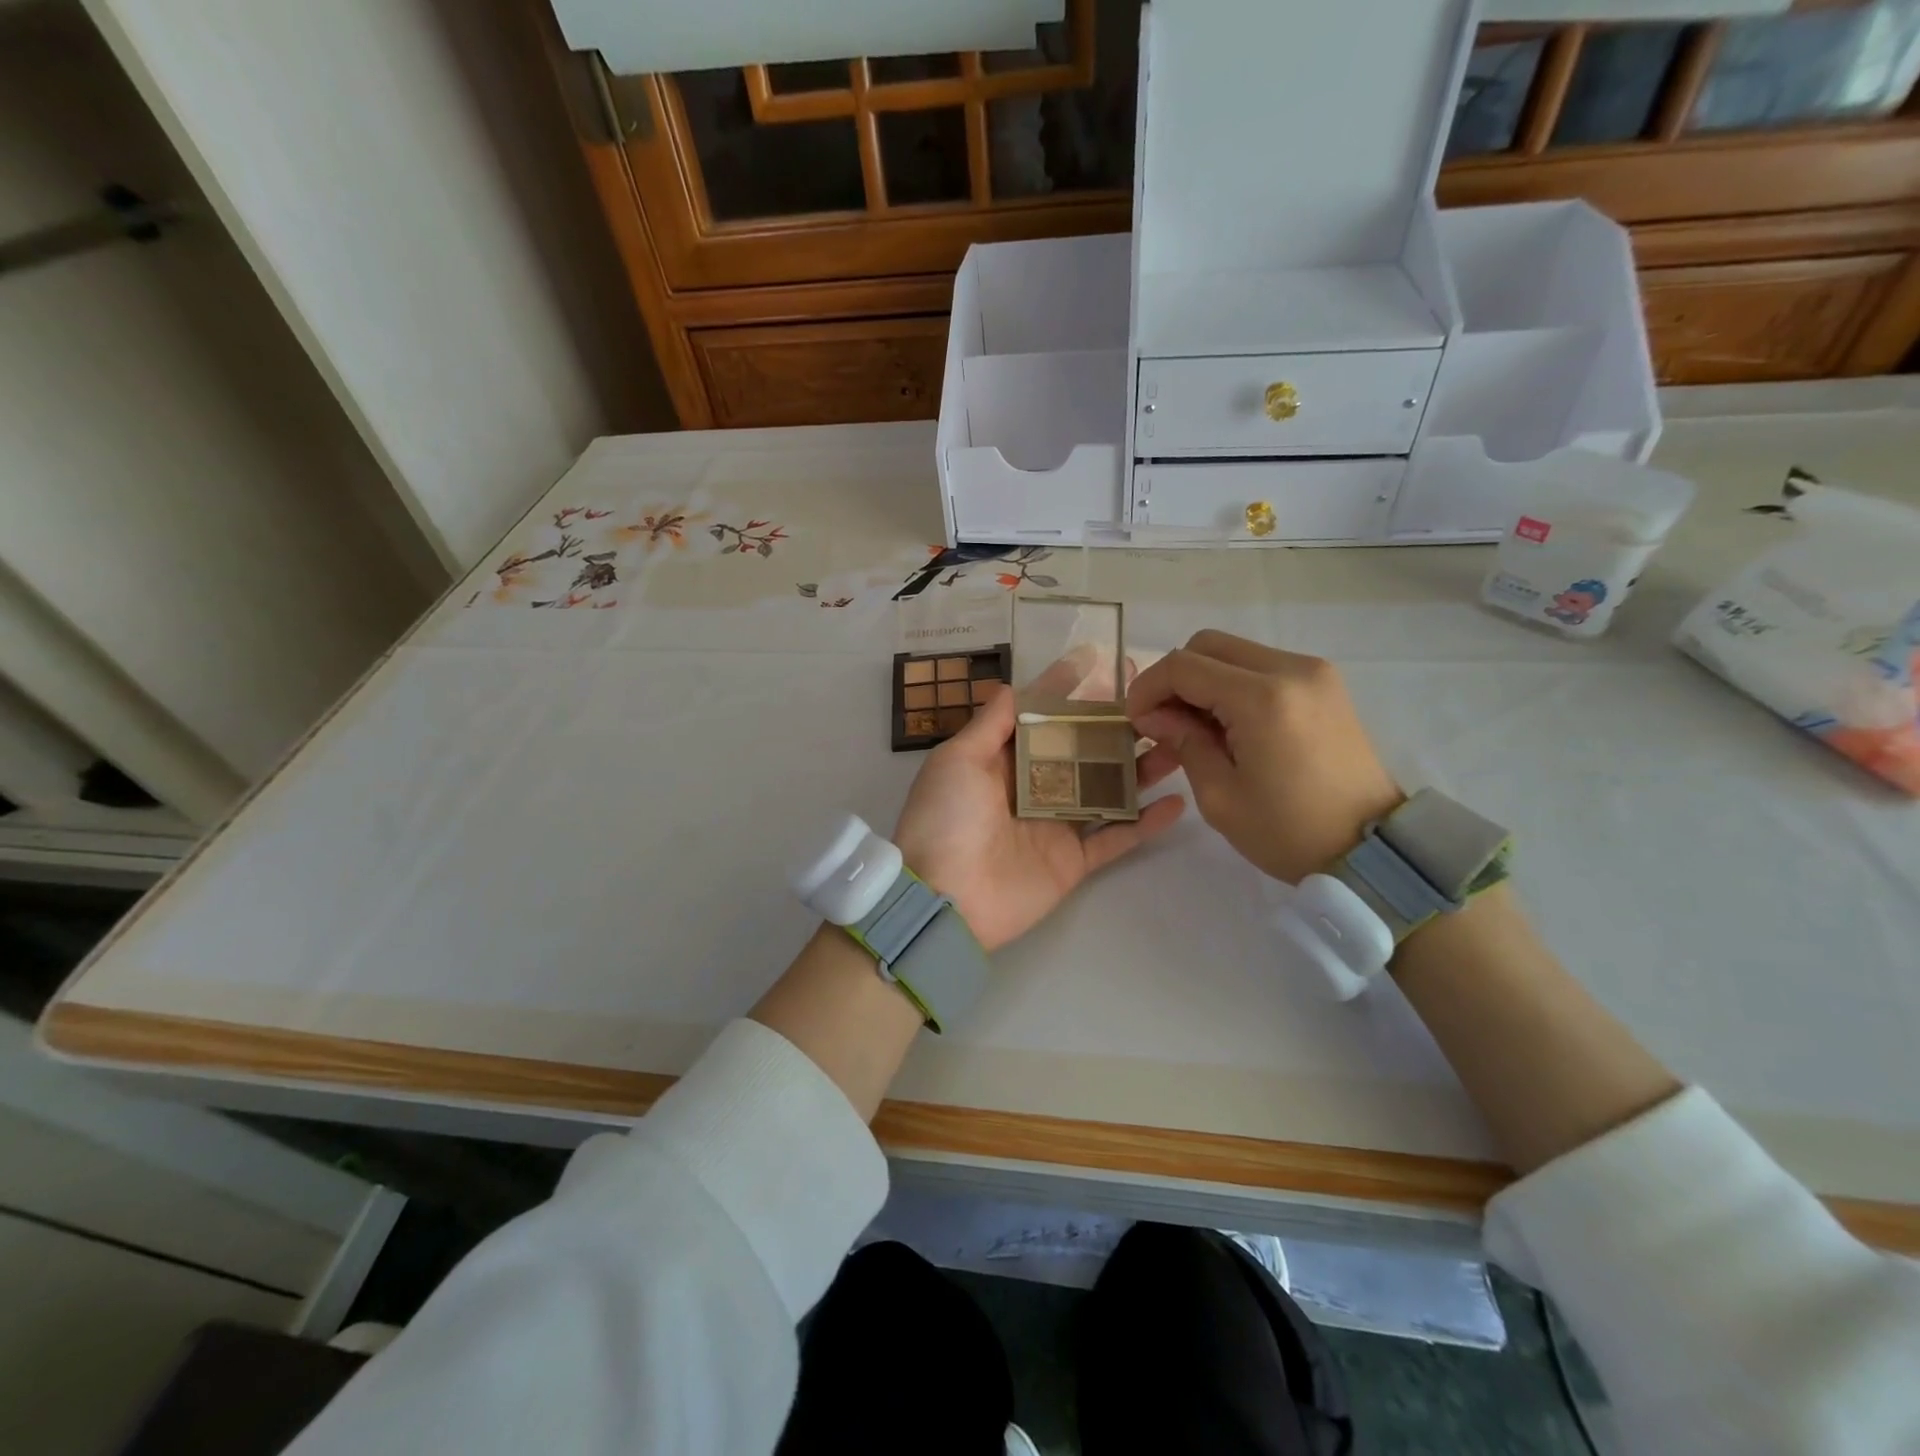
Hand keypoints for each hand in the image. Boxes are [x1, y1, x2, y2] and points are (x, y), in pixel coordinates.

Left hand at [893, 683, 1184, 952]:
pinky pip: (1116, 838)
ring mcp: (1056, 825)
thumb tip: (1013, 686)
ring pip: (1107, 789)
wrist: (942, 898)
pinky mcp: (1073, 861)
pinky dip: (1145, 823)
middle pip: (1083, 749)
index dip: (1067, 689)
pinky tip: (1177, 801)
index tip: (1098, 661)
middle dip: (1115, 722)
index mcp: (1002, 760)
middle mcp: (1033, 788)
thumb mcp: (957, 760)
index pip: (1041, 716)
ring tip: (1178, 742)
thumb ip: (990, 724)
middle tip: (1155, 698)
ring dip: (1141, 768)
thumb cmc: (945, 818)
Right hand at [1126, 630, 1402, 883]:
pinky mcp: (1324, 684)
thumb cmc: (1288, 831)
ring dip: (1203, 680)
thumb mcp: (1219, 795)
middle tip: (1162, 721)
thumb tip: (1154, 715)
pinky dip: (1233, 684)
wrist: (1370, 849)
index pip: (1183, 666)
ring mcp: (1313, 672)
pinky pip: (1261, 666)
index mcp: (1262, 698)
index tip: (1135, 721)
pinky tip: (1228, 724)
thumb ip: (1182, 741)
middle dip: (1174, 678)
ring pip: (1234, 652)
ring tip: (1195, 727)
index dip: (1147, 688)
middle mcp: (1291, 669)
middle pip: (1207, 645)